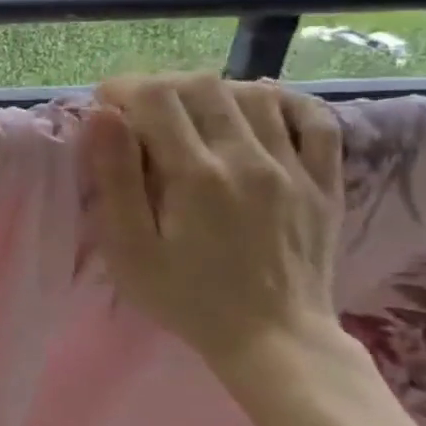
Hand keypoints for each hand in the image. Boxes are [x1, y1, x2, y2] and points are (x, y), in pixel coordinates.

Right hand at [81, 72, 351, 380]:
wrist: (274, 340)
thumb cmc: (186, 296)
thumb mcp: (130, 248)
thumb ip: (115, 178)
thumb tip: (101, 115)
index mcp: (195, 175)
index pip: (154, 97)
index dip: (122, 89)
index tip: (104, 107)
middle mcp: (247, 158)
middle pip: (201, 85)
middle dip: (160, 86)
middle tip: (139, 111)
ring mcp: (293, 167)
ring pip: (253, 93)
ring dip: (211, 91)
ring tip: (188, 113)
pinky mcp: (324, 181)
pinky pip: (314, 120)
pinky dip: (283, 101)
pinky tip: (256, 107)